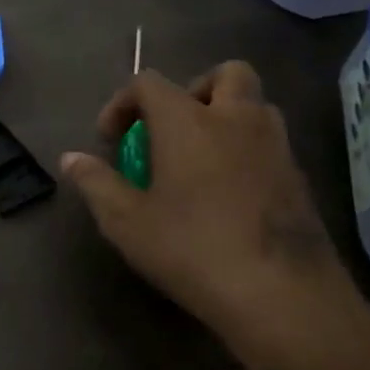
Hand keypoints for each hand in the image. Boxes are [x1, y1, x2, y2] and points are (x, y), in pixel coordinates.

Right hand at [61, 62, 369, 369]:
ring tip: (199, 157)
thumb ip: (95, 183)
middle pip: (225, 73)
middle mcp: (236, 120)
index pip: (149, 83)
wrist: (281, 295)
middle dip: (193, 89)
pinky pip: (270, 142)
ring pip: (255, 105)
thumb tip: (70, 159)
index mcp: (188, 121)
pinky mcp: (299, 178)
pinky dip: (246, 149)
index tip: (110, 140)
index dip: (122, 103)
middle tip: (171, 128)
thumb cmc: (191, 249)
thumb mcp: (126, 221)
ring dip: (226, 116)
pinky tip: (228, 191)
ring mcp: (275, 147)